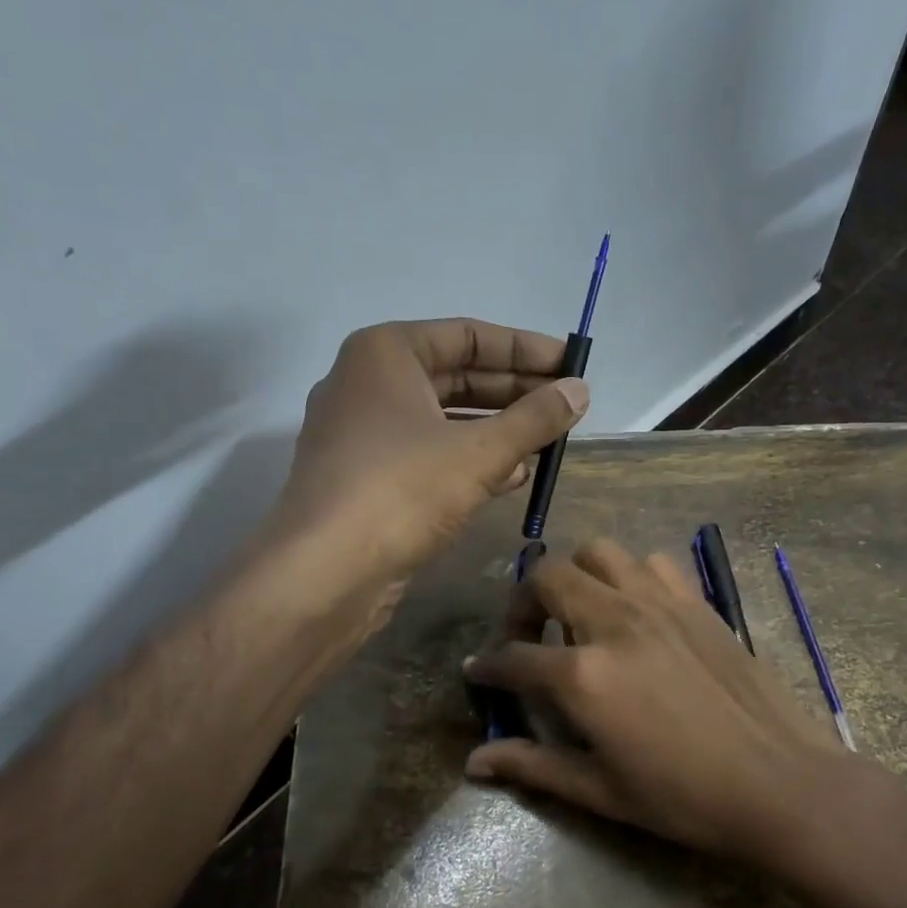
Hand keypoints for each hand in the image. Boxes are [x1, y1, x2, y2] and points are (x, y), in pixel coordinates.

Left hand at [272, 319, 588, 581]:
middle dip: (516, 392)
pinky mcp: (368, 478)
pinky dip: (471, 461)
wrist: (325, 572)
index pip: (469, 336)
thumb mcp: (480, 452)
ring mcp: (364, 433)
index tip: (572, 365)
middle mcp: (369, 383)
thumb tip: (581, 390)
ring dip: (498, 430)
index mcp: (386, 353)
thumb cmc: (402, 490)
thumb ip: (535, 418)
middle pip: (457, 376)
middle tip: (568, 406)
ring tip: (548, 443)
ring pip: (445, 419)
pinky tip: (513, 477)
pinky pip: (429, 455)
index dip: (526, 350)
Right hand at [462, 539, 902, 867]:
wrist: (779, 783)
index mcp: (583, 675)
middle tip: (527, 636)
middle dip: (522, 603)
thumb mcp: (600, 790)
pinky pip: (652, 563)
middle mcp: (615, 622)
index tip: (479, 672)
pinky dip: (631, 576)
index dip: (488, 666)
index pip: (514, 657)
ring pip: (599, 552)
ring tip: (579, 614)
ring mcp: (660, 603)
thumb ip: (533, 765)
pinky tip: (636, 611)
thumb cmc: (684, 798)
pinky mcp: (697, 602)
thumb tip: (475, 762)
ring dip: (576, 576)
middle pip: (546, 577)